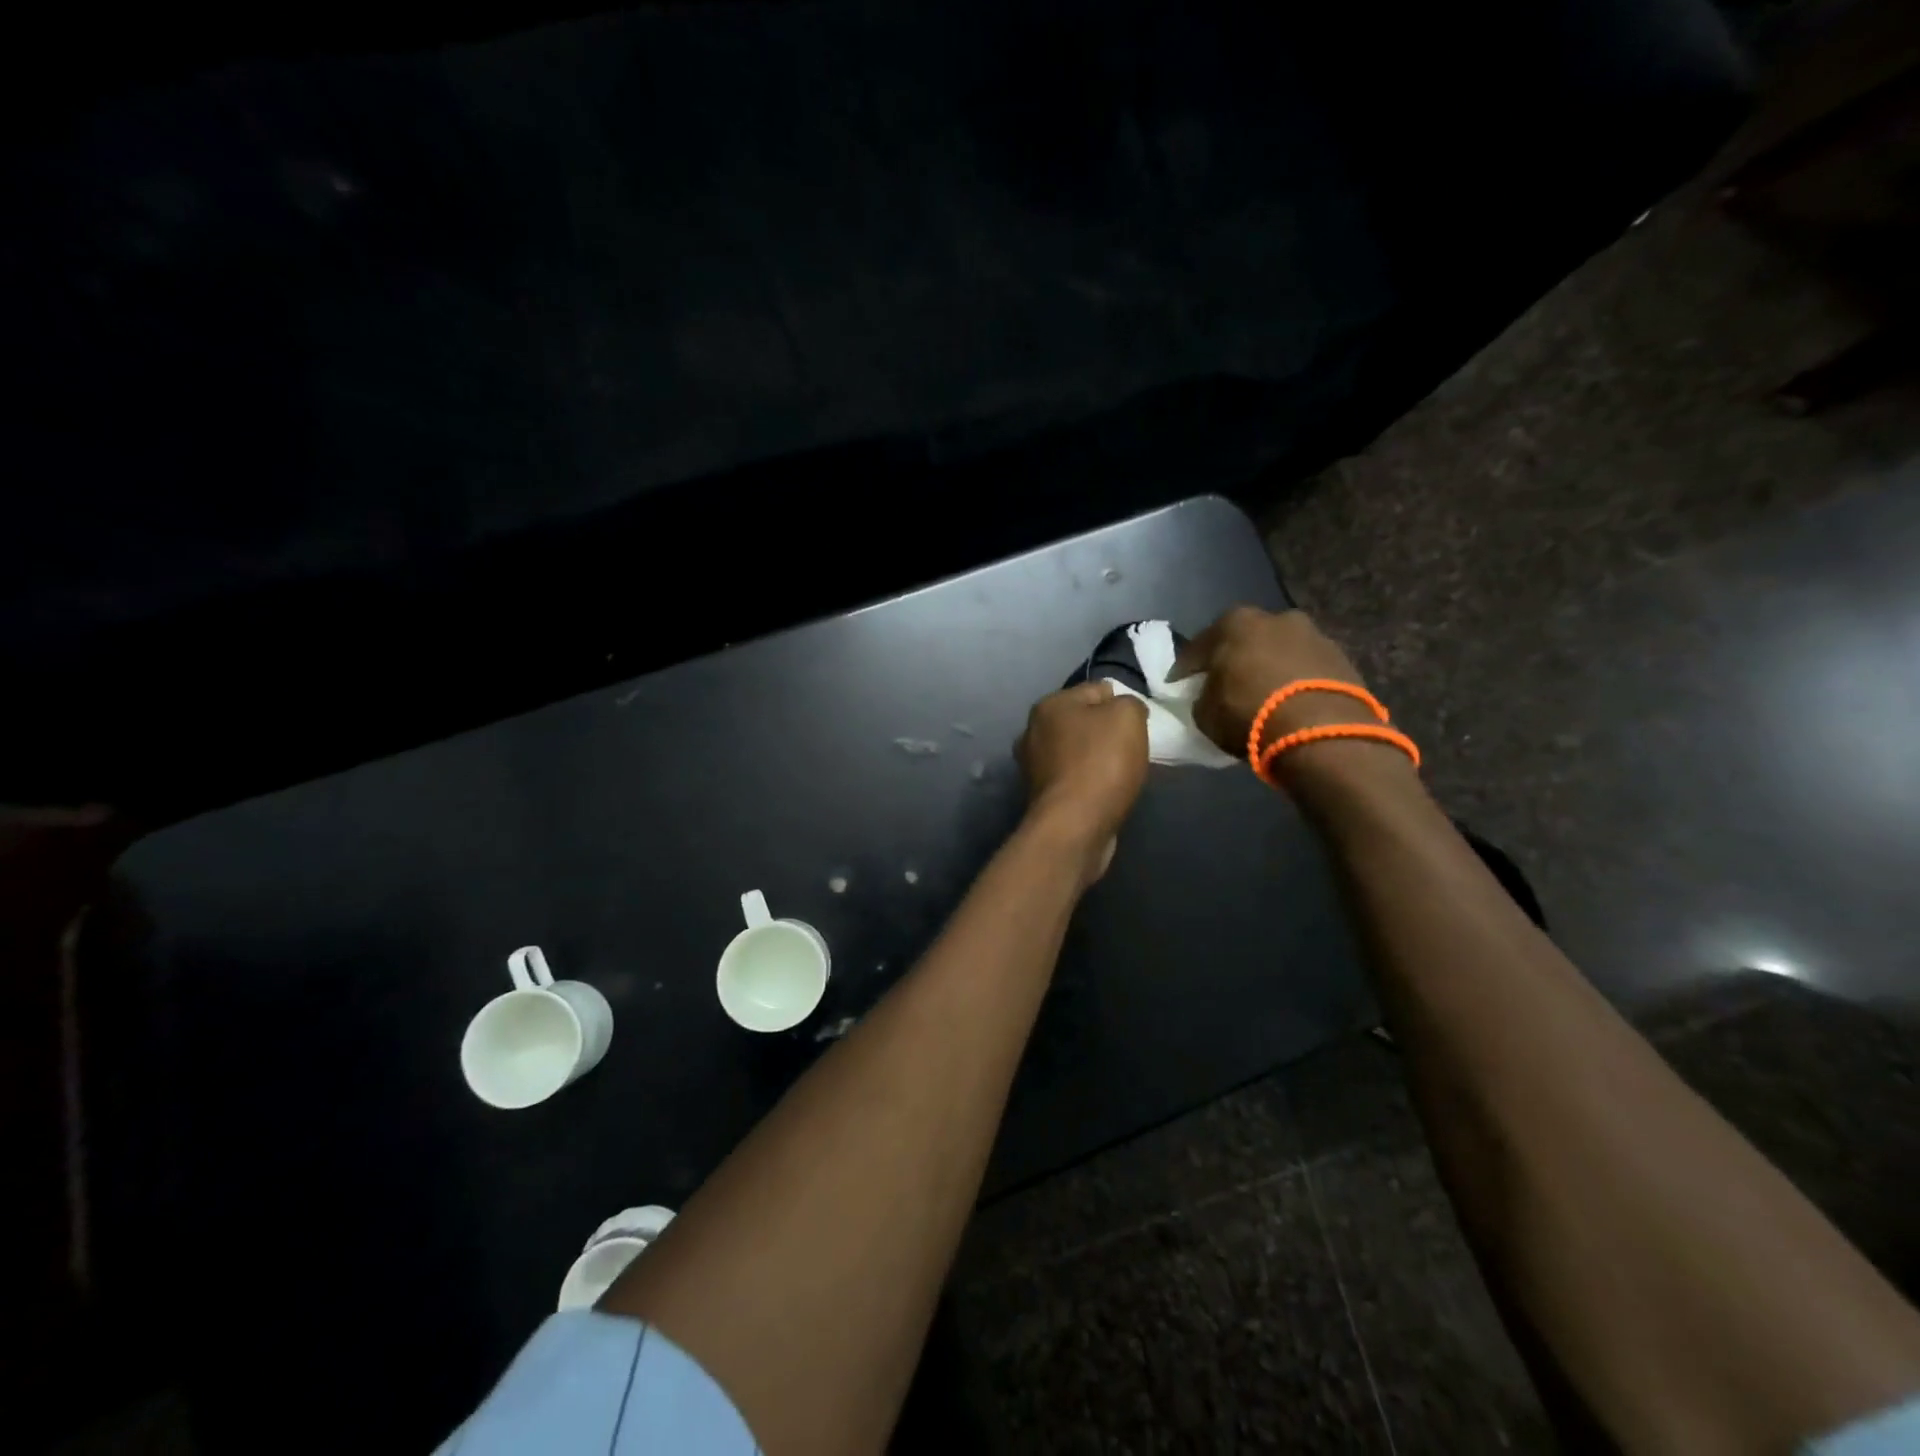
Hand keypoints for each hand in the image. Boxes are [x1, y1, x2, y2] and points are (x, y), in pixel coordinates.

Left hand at [1016, 682, 1148, 881]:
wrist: (1074, 825)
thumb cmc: (1101, 762)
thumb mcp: (1128, 716)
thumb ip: (1129, 703)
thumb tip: (1123, 710)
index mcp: (1049, 705)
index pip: (1095, 690)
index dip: (1122, 702)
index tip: (1140, 723)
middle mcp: (1032, 732)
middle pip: (1081, 721)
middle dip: (1106, 731)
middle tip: (1131, 747)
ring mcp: (1032, 766)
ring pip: (1075, 751)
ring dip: (1096, 758)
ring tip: (1120, 772)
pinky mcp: (1040, 796)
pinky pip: (1072, 778)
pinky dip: (1088, 782)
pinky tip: (1104, 792)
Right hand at [1172, 607, 1376, 755]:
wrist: (1322, 732)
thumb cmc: (1250, 715)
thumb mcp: (1205, 713)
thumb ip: (1203, 696)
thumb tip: (1209, 695)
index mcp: (1235, 622)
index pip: (1199, 646)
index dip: (1186, 668)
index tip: (1178, 685)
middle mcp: (1276, 618)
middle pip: (1245, 640)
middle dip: (1233, 659)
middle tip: (1224, 684)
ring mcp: (1314, 635)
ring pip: (1279, 651)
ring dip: (1268, 668)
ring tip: (1262, 694)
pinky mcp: (1342, 658)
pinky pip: (1305, 668)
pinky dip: (1294, 680)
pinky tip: (1289, 701)